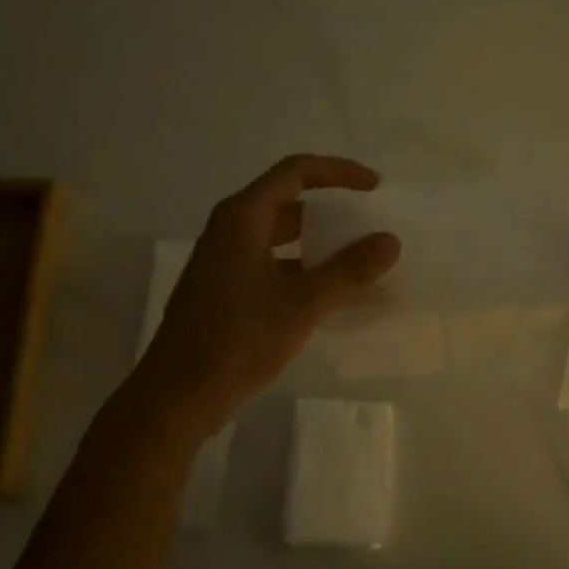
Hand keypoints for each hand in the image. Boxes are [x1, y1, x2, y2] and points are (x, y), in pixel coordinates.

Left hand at [137, 155, 401, 426]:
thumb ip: (348, 270)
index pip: (296, 171)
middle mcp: (231, 230)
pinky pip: (275, 266)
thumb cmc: (236, 340)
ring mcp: (226, 262)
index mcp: (242, 217)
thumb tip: (391, 241)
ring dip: (320, 245)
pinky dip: (305, 272)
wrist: (178, 396)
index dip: (338, 172)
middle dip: (332, 211)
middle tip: (370, 226)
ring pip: (282, 238)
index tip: (376, 187)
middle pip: (289, 203)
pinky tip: (333, 296)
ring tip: (360, 262)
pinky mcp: (227, 291)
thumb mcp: (301, 304)